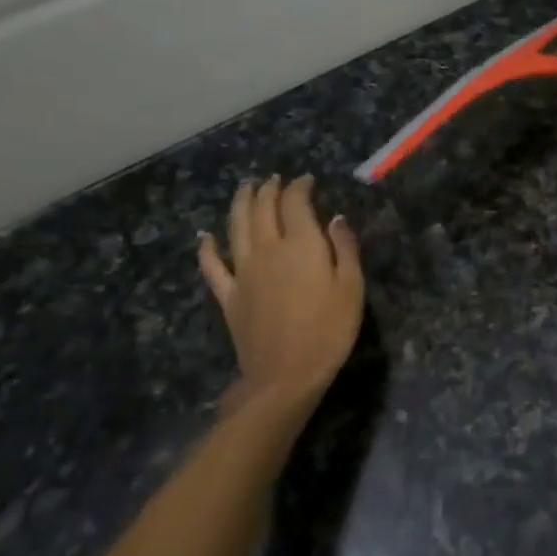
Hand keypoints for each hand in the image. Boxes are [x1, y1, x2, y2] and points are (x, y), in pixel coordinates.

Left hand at [198, 175, 363, 408]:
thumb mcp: (351, 287)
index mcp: (301, 244)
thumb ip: (344, 248)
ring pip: (236, 227)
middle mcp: (268, 249)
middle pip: (262, 208)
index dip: (299, 187)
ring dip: (240, 203)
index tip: (306, 180)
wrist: (286, 376)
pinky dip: (207, 248)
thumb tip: (335, 218)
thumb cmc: (329, 331)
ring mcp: (243, 272)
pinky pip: (212, 266)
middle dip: (269, 189)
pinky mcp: (229, 295)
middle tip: (274, 180)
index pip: (295, 203)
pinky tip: (205, 237)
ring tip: (245, 188)